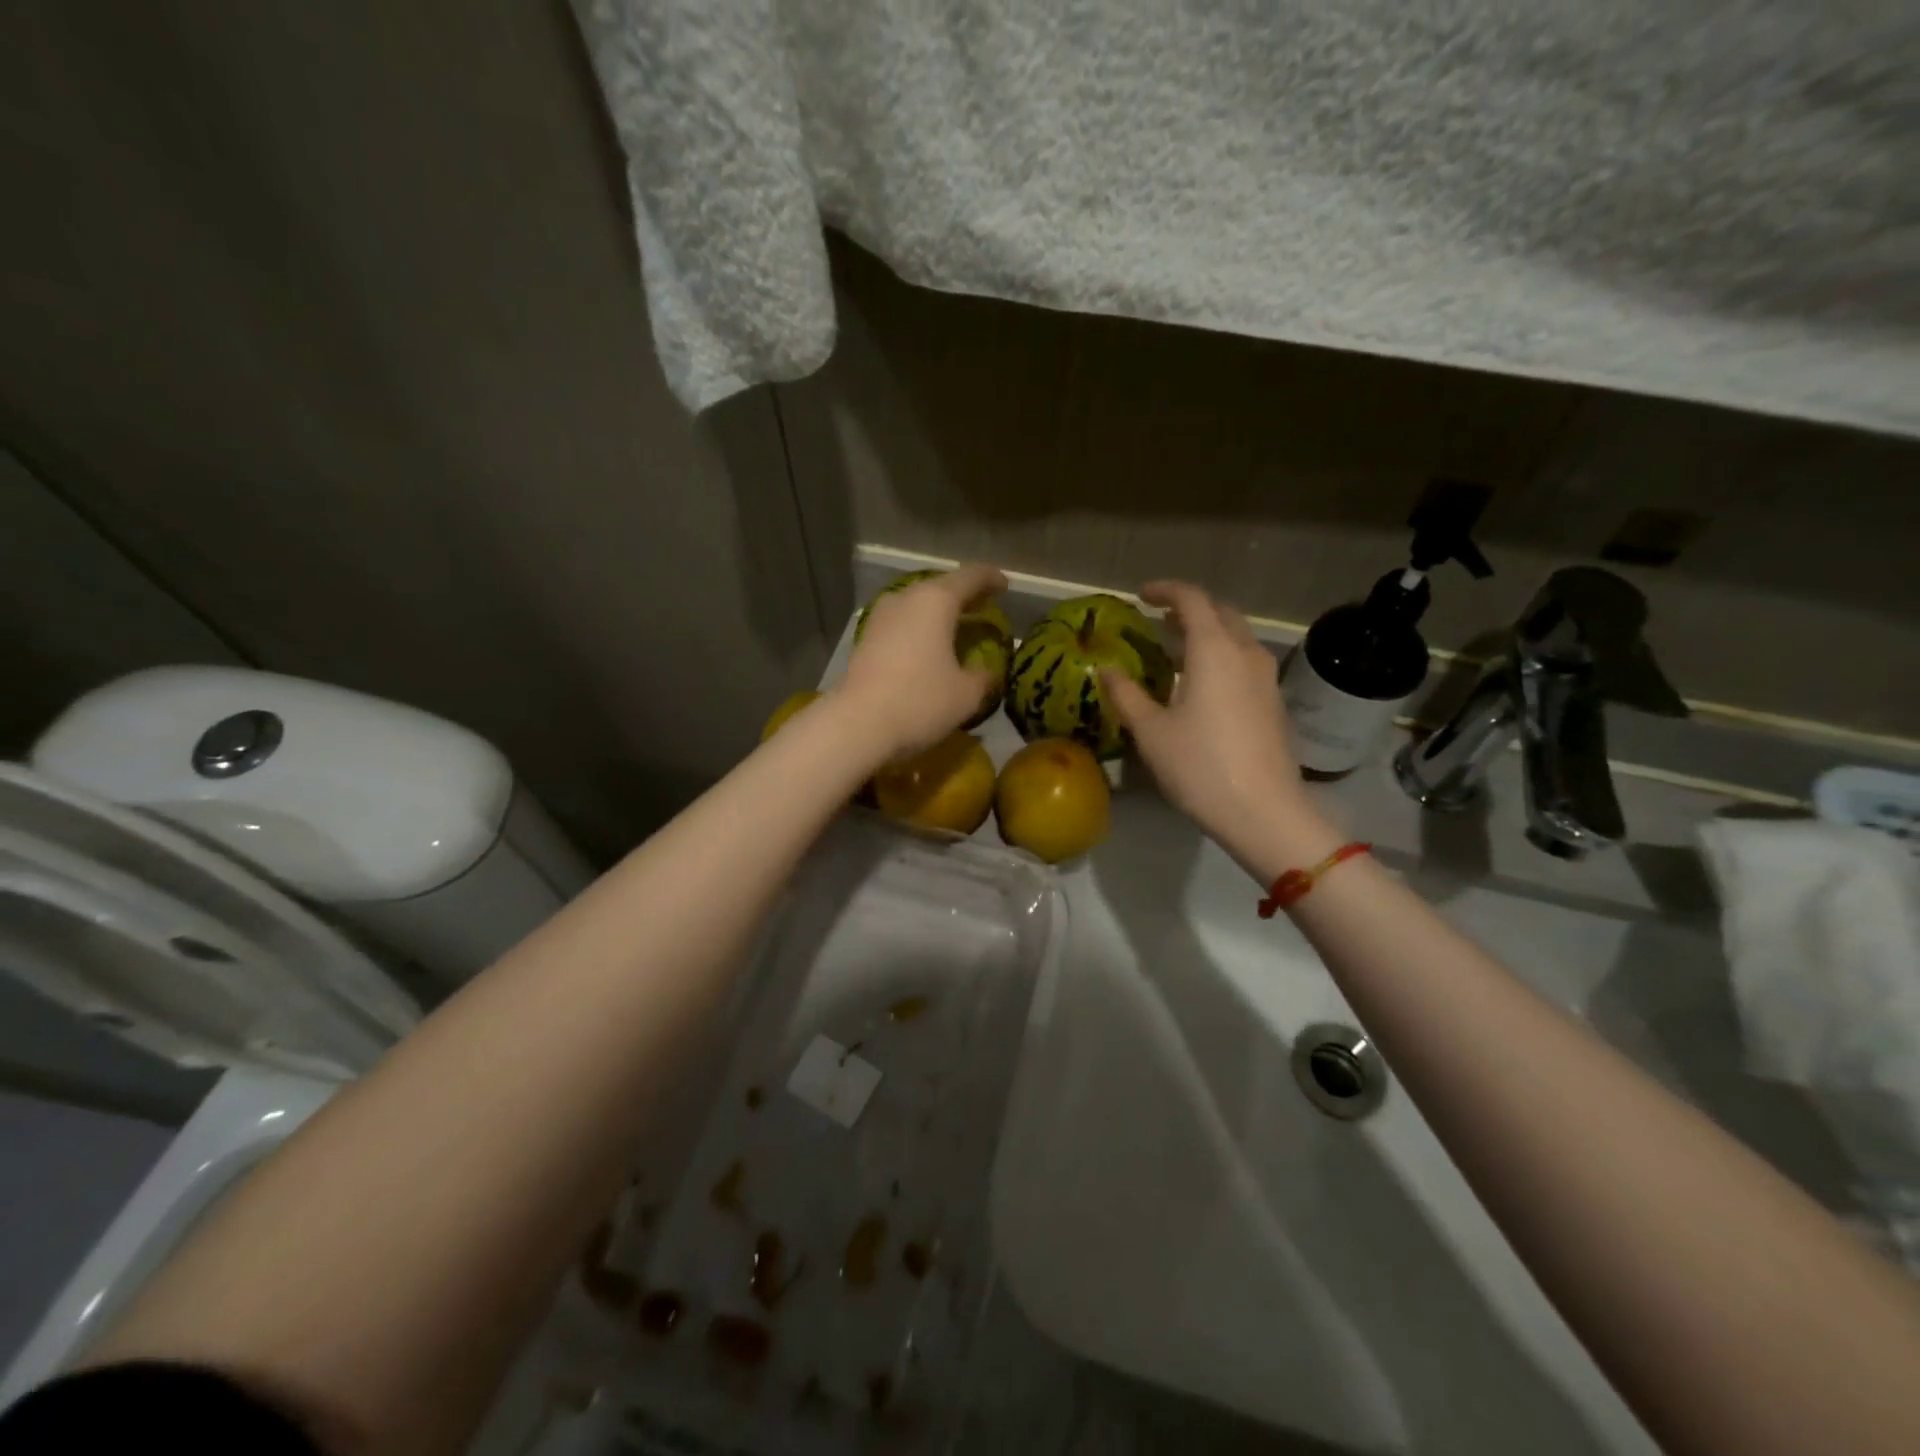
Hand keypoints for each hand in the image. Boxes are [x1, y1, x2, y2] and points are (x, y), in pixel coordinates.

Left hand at [836, 562, 1008, 762]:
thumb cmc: (920, 702)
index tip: (1005, 586)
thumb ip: (983, 676)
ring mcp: (881, 617)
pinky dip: (919, 630)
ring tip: (955, 629)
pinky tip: (927, 649)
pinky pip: (902, 624)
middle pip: (941, 587)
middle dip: (964, 596)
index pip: (971, 577)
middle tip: (983, 608)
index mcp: (936, 601)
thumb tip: (987, 671)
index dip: (991, 579)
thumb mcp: (966, 694)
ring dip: (938, 614)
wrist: (857, 724)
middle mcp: (906, 598)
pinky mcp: (865, 639)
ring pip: (917, 605)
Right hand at [1102, 581, 1331, 863]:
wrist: (1262, 810)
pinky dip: (1222, 655)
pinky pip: (1245, 660)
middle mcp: (1245, 652)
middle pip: (1221, 612)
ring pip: (1237, 636)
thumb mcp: (1150, 731)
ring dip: (1208, 632)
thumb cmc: (1198, 766)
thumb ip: (1126, 694)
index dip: (1166, 590)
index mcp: (1213, 649)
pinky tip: (1203, 683)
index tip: (1142, 595)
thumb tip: (1105, 669)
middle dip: (1190, 608)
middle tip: (1160, 621)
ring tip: (1178, 650)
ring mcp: (1265, 677)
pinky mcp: (1273, 700)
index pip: (1192, 599)